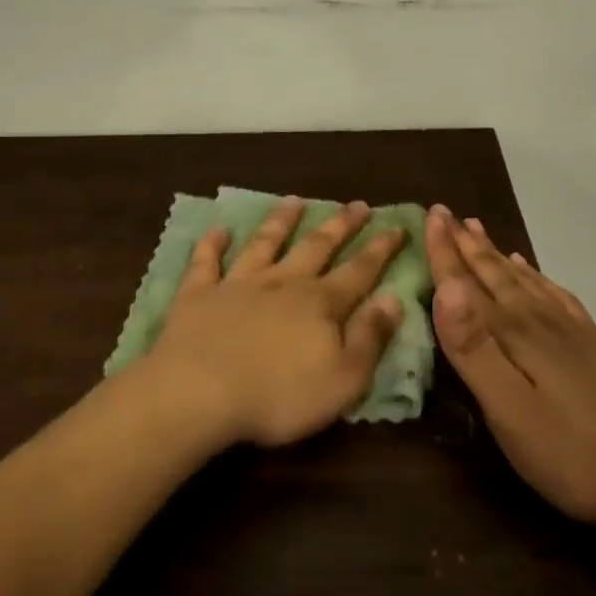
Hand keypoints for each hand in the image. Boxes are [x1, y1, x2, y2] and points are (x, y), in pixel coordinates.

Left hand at [146, 198, 407, 447]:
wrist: (199, 393)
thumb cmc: (278, 396)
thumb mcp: (343, 379)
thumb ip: (369, 338)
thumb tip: (393, 299)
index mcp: (320, 304)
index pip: (359, 271)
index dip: (380, 250)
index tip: (396, 226)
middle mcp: (282, 283)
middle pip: (316, 247)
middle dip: (340, 225)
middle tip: (357, 204)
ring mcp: (237, 284)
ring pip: (264, 243)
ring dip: (281, 220)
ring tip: (294, 199)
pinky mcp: (198, 294)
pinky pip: (206, 262)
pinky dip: (213, 244)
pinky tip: (218, 229)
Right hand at [426, 206, 595, 551]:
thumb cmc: (568, 450)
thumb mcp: (509, 409)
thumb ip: (473, 349)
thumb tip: (445, 288)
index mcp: (513, 333)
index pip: (468, 283)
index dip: (445, 252)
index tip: (429, 215)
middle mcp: (538, 319)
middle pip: (494, 273)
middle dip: (466, 243)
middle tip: (444, 213)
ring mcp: (567, 329)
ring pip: (521, 278)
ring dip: (494, 253)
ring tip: (475, 228)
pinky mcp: (588, 343)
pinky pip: (553, 294)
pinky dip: (533, 275)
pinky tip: (527, 269)